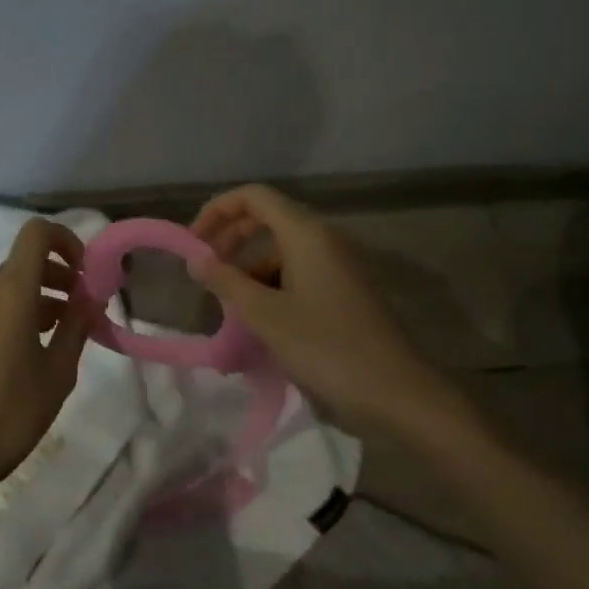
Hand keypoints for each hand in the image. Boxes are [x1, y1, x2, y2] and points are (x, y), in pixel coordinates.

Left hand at [0, 217, 97, 498]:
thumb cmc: (12, 412)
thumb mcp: (59, 371)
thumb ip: (77, 325)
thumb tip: (90, 298)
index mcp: (10, 291)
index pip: (36, 233)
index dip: (66, 241)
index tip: (85, 273)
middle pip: (25, 261)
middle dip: (60, 276)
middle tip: (84, 309)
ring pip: (8, 286)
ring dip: (40, 297)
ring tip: (64, 334)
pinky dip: (17, 313)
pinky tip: (32, 351)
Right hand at [190, 185, 472, 442]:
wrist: (395, 391)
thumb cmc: (325, 346)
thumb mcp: (264, 315)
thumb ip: (225, 281)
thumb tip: (196, 259)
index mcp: (307, 234)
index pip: (254, 197)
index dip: (218, 210)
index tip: (193, 243)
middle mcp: (326, 238)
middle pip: (268, 219)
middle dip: (231, 239)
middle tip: (205, 271)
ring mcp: (341, 263)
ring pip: (284, 250)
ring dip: (251, 269)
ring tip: (230, 306)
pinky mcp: (348, 288)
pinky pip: (301, 271)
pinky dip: (274, 285)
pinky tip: (261, 319)